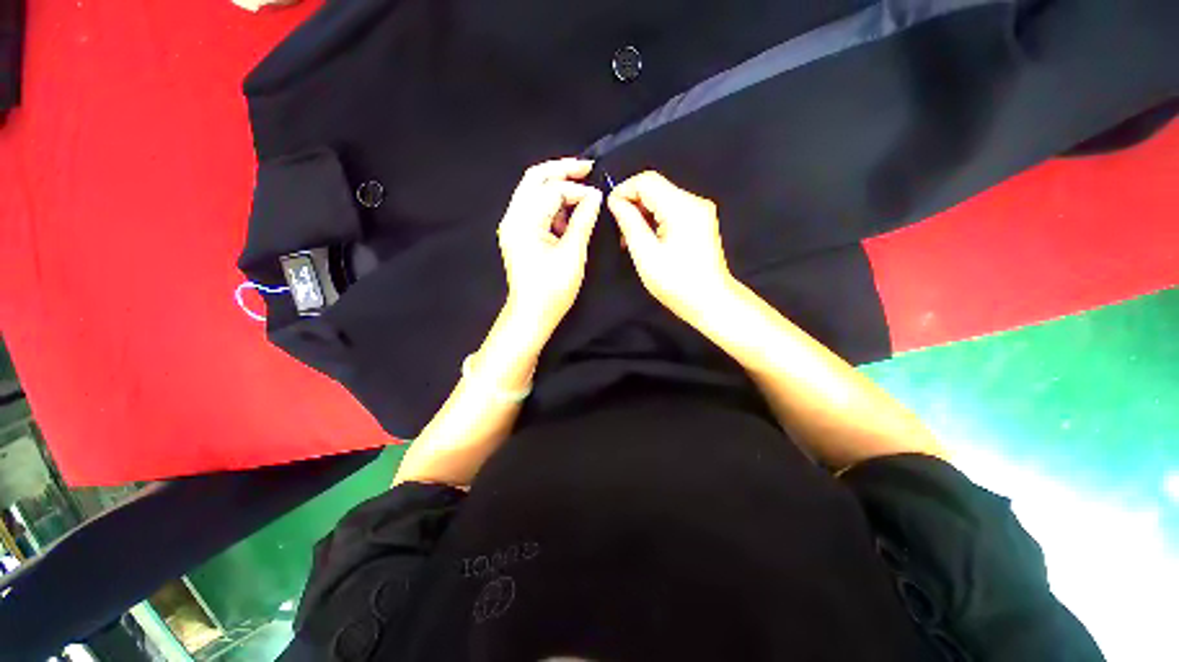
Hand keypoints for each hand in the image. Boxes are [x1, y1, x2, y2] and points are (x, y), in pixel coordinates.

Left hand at [498, 158, 602, 337]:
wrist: (531, 315)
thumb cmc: (552, 289)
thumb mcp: (572, 254)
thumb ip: (583, 221)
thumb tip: (595, 196)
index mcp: (523, 222)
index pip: (551, 190)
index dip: (577, 190)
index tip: (598, 198)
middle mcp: (513, 217)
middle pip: (534, 178)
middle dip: (562, 170)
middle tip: (588, 168)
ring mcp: (513, 225)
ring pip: (533, 191)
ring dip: (557, 187)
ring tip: (582, 191)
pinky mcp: (519, 234)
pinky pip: (534, 208)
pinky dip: (552, 204)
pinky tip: (569, 212)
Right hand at [607, 171, 735, 321]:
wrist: (711, 301)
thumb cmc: (677, 283)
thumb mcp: (646, 255)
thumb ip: (629, 223)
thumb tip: (616, 202)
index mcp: (681, 207)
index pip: (646, 180)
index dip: (623, 191)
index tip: (610, 212)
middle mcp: (694, 202)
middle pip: (655, 187)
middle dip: (632, 203)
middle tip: (620, 231)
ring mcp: (700, 211)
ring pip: (662, 198)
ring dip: (642, 213)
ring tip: (631, 239)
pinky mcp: (700, 221)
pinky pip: (671, 210)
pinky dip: (655, 220)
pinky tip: (648, 240)